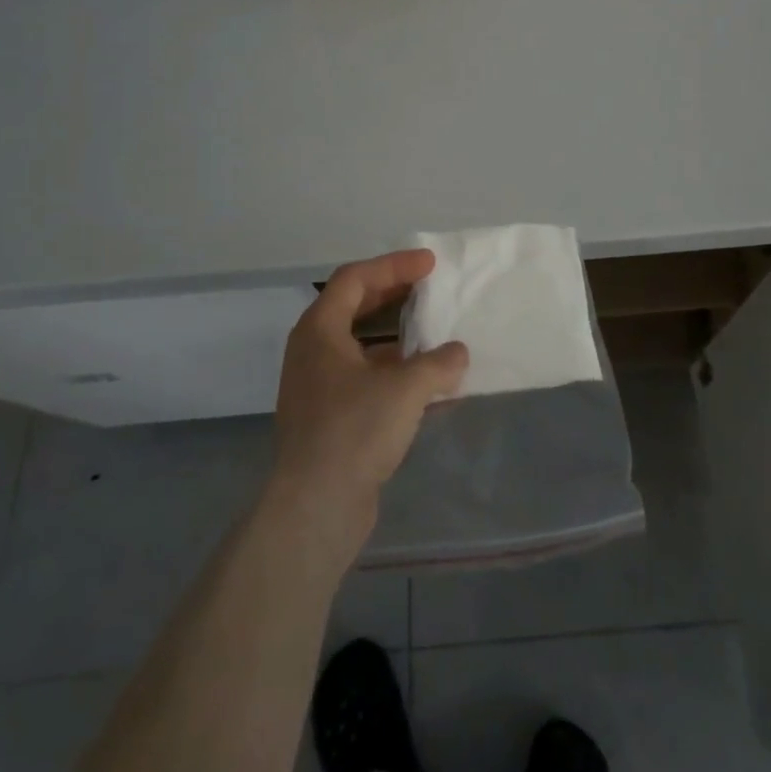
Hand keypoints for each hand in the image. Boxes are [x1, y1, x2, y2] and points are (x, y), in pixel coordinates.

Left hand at [268, 250, 468, 549]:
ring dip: (398, 338)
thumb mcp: (406, 388)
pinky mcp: (329, 419)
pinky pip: (366, 379)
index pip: (355, 279)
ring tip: (436, 335)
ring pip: (361, 346)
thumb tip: (457, 354)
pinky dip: (395, 373)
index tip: (430, 264)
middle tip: (430, 288)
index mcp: (319, 330)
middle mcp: (313, 352)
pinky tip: (428, 385)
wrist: (315, 507)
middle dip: (394, 295)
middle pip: (354, 308)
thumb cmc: (355, 430)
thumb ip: (438, 363)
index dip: (393, 266)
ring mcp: (318, 388)